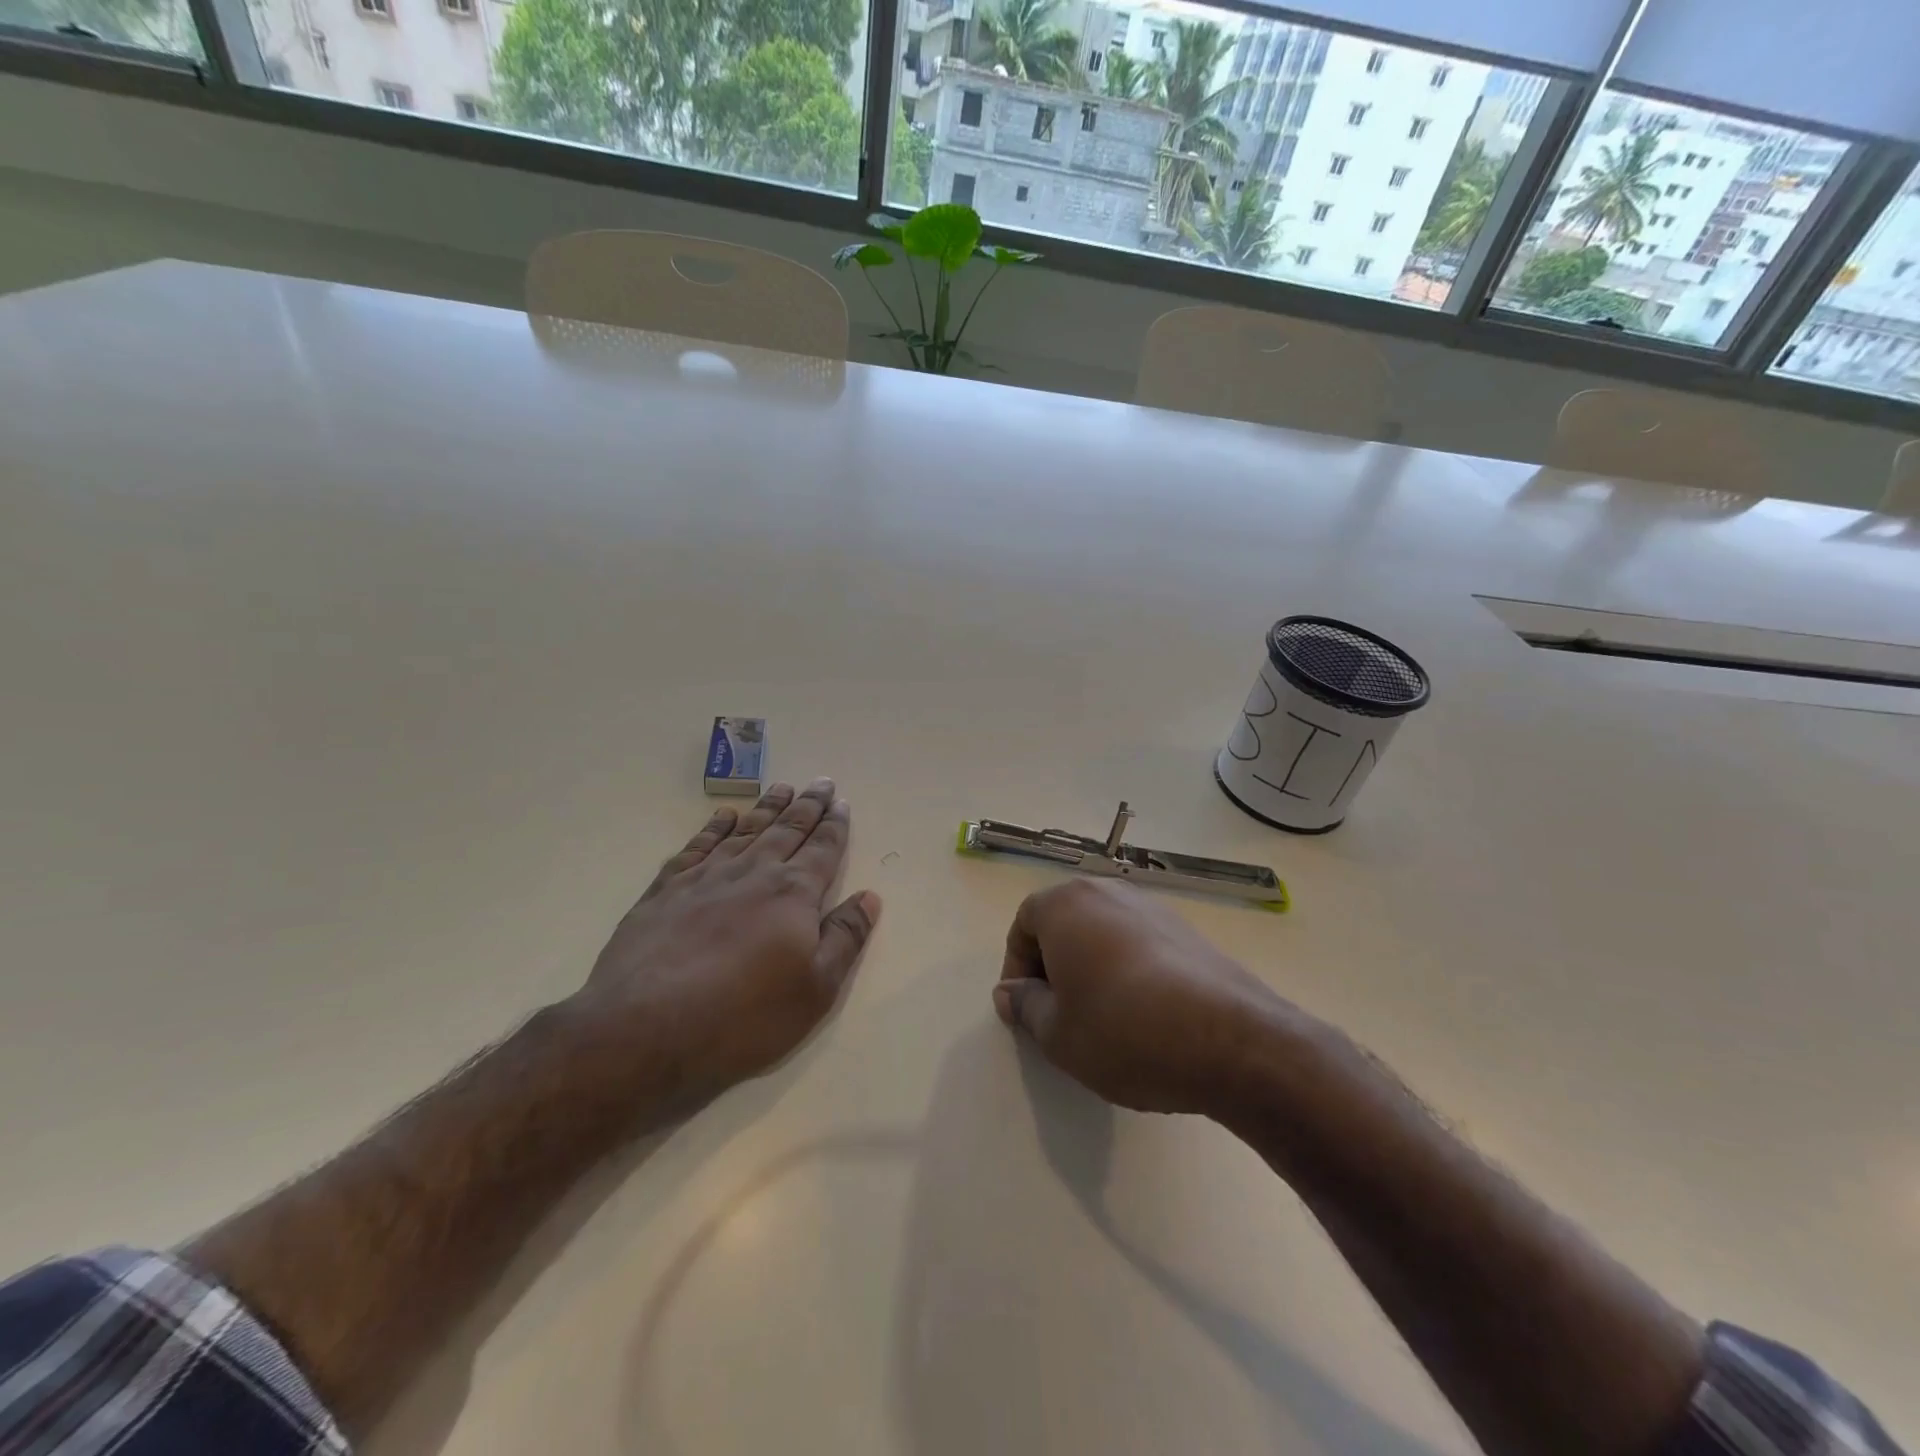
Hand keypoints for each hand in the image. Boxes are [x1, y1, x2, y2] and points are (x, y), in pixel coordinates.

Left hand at [572, 780, 879, 1106]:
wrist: (644, 1028)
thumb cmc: (743, 1016)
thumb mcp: (815, 989)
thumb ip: (845, 938)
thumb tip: (870, 897)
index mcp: (793, 894)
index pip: (822, 849)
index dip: (835, 826)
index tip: (842, 803)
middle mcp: (753, 872)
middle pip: (787, 830)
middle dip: (808, 805)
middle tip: (821, 782)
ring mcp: (706, 877)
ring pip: (746, 830)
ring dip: (767, 808)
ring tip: (782, 787)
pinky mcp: (666, 890)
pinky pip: (697, 845)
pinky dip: (714, 827)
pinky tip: (723, 816)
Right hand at [993, 880, 1291, 1115]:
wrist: (1229, 1039)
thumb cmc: (1122, 1030)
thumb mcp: (1056, 1032)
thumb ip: (1024, 1006)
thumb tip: (1010, 993)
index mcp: (1066, 904)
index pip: (1023, 924)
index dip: (1016, 968)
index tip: (1024, 1010)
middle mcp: (1107, 892)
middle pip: (1064, 922)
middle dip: (1052, 966)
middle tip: (1058, 1014)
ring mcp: (1152, 907)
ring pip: (1101, 933)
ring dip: (1090, 967)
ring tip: (1100, 1018)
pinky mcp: (1186, 930)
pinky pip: (1137, 943)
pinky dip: (1126, 970)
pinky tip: (1141, 1014)